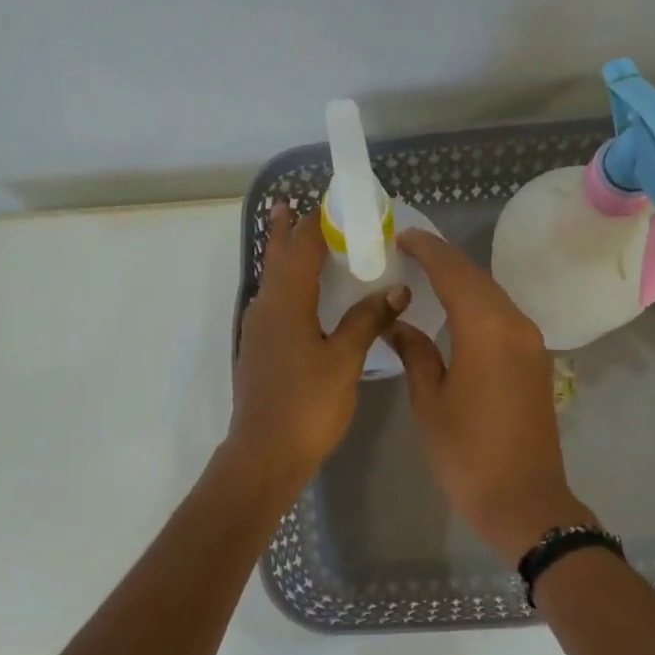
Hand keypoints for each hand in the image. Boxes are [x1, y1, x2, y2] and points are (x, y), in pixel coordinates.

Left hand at [227, 205, 408, 496]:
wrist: (266, 453)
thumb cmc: (308, 404)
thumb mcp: (345, 360)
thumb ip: (367, 321)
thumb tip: (395, 289)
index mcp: (286, 302)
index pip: (302, 248)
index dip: (317, 222)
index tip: (333, 201)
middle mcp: (266, 308)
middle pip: (277, 259)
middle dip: (287, 231)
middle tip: (296, 205)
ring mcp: (258, 331)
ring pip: (272, 283)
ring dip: (284, 259)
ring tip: (298, 242)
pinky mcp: (260, 351)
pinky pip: (274, 305)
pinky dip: (288, 289)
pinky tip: (302, 301)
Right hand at [387, 229, 595, 563]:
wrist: (523, 500)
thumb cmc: (468, 454)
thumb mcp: (430, 403)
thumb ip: (416, 354)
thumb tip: (399, 324)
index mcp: (487, 330)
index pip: (455, 273)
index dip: (428, 250)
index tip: (403, 235)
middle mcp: (516, 326)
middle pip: (478, 280)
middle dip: (444, 262)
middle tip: (409, 252)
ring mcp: (532, 344)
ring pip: (494, 298)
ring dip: (463, 284)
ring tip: (427, 277)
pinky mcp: (536, 363)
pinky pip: (504, 320)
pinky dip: (478, 307)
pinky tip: (456, 314)